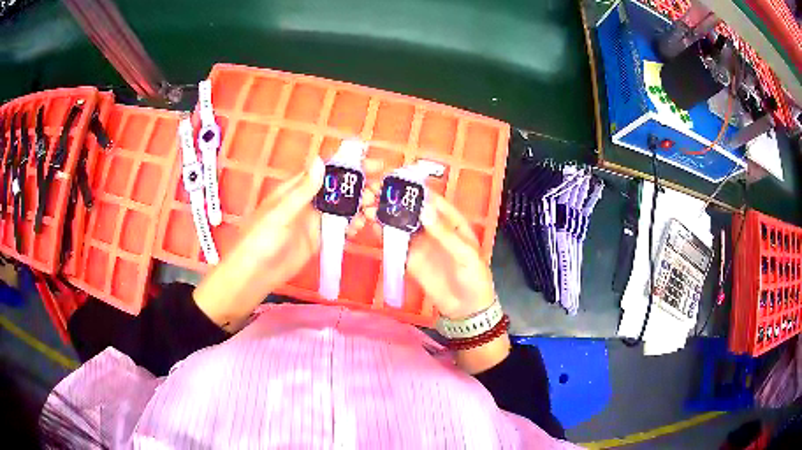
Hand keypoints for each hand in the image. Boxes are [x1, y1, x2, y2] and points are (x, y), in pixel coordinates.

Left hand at [194, 155, 381, 330]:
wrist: (255, 273)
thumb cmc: (261, 239)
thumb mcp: (281, 212)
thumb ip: (303, 190)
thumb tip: (321, 161)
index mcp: (297, 188)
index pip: (329, 170)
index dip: (351, 166)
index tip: (375, 165)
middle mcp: (309, 200)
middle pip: (340, 188)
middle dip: (361, 186)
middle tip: (380, 192)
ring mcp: (315, 220)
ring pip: (343, 207)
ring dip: (360, 206)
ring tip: (373, 211)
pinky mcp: (319, 238)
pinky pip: (340, 227)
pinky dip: (353, 225)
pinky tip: (361, 228)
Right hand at [362, 190, 494, 318]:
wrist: (466, 309)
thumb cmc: (474, 277)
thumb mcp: (465, 254)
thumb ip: (444, 234)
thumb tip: (424, 210)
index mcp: (451, 222)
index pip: (433, 200)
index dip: (416, 189)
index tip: (397, 180)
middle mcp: (433, 228)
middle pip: (413, 209)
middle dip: (395, 199)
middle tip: (375, 190)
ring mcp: (420, 243)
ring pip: (401, 223)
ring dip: (386, 214)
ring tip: (368, 205)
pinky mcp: (409, 258)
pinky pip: (395, 243)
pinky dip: (383, 233)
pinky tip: (372, 225)